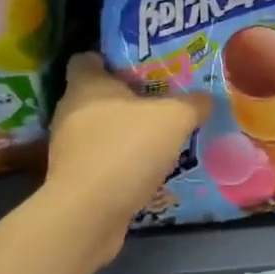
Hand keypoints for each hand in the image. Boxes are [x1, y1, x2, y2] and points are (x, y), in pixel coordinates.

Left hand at [44, 53, 209, 262]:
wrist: (88, 215)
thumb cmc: (126, 149)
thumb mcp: (174, 118)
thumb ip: (193, 104)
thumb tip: (205, 99)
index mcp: (86, 84)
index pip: (87, 58)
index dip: (111, 58)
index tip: (141, 66)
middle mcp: (70, 111)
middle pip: (97, 95)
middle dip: (128, 97)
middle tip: (163, 100)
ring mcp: (69, 147)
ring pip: (100, 129)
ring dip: (126, 133)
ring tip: (160, 136)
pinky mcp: (74, 179)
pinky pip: (102, 160)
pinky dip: (121, 162)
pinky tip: (148, 169)